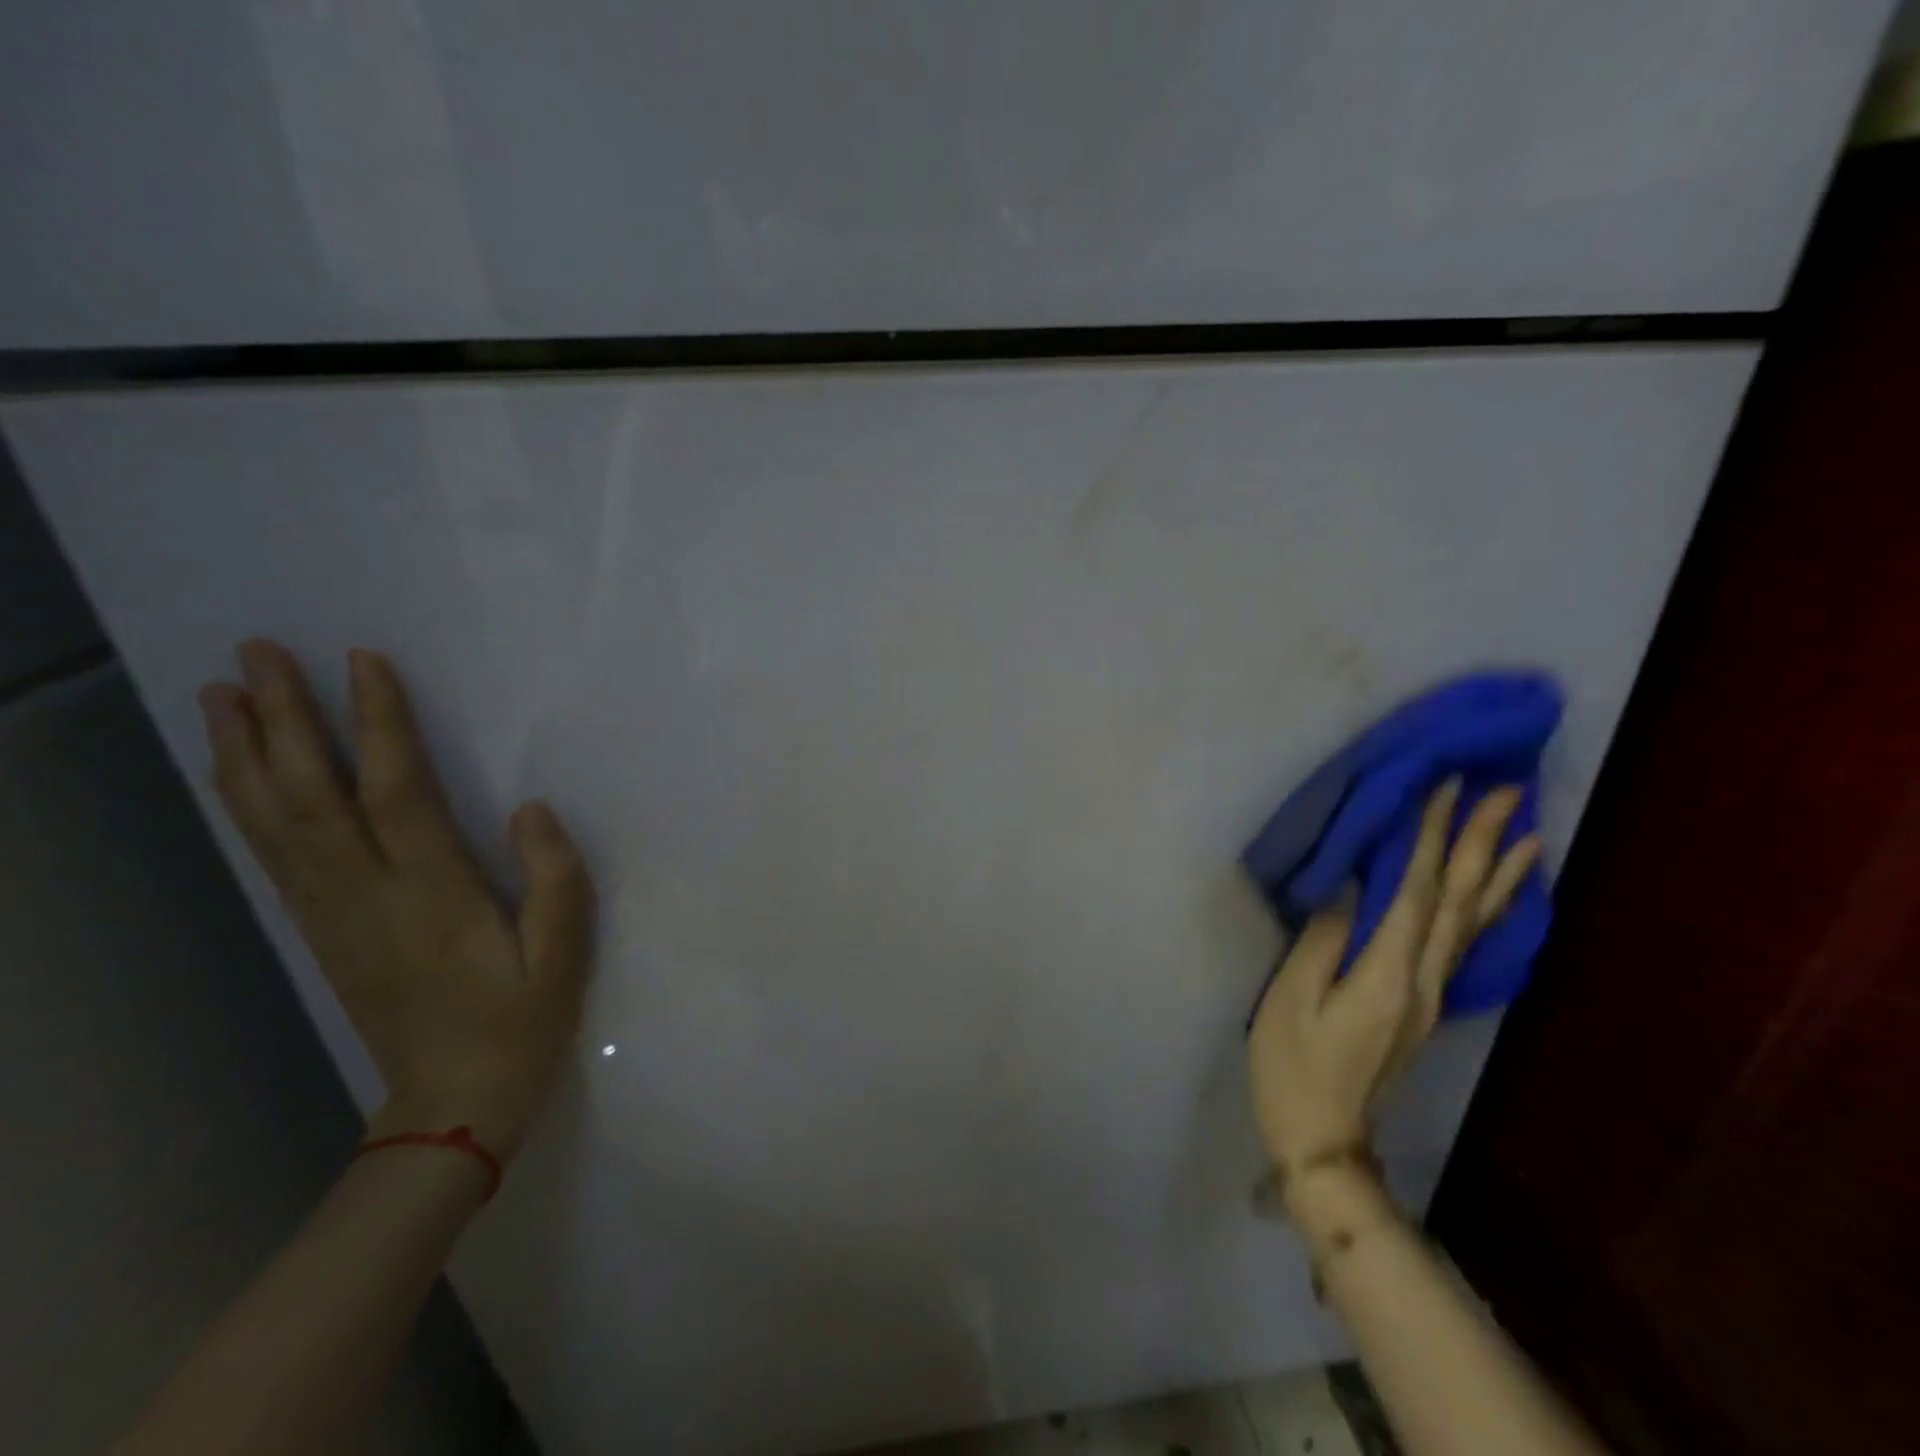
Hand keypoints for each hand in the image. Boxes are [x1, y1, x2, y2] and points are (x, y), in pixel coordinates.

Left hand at [198, 640, 593, 1162]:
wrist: (454, 1101)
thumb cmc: (521, 1019)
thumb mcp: (564, 953)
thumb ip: (555, 877)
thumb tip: (530, 808)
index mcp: (434, 894)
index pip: (396, 792)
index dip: (378, 724)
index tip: (363, 661)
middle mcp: (367, 894)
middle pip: (310, 796)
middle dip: (283, 720)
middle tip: (256, 653)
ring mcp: (332, 912)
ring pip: (274, 822)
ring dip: (246, 753)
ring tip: (222, 692)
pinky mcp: (320, 929)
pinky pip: (272, 855)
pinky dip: (245, 804)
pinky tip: (238, 771)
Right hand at [1247, 779, 1538, 1192]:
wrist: (1322, 1135)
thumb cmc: (1293, 1063)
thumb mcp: (1292, 998)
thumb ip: (1324, 938)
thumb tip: (1354, 886)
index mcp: (1388, 974)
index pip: (1417, 892)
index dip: (1432, 837)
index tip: (1447, 787)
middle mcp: (1423, 979)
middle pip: (1461, 902)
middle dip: (1483, 842)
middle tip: (1509, 791)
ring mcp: (1430, 994)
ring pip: (1474, 923)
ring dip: (1499, 873)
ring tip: (1527, 830)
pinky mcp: (1422, 1003)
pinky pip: (1464, 944)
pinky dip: (1488, 910)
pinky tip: (1496, 893)